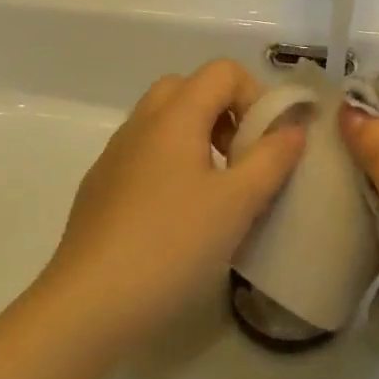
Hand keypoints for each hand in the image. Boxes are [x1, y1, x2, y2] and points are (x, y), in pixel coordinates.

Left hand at [41, 60, 305, 348]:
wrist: (85, 307)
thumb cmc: (170, 244)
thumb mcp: (237, 203)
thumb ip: (271, 158)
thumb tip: (294, 128)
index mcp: (175, 115)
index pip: (223, 71)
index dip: (253, 96)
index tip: (264, 142)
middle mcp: (142, 123)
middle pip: (189, 87)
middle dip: (223, 111)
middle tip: (238, 156)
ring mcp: (114, 155)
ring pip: (163, 121)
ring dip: (196, 136)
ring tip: (214, 189)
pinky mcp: (98, 188)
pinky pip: (143, 152)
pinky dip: (169, 163)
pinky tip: (176, 216)